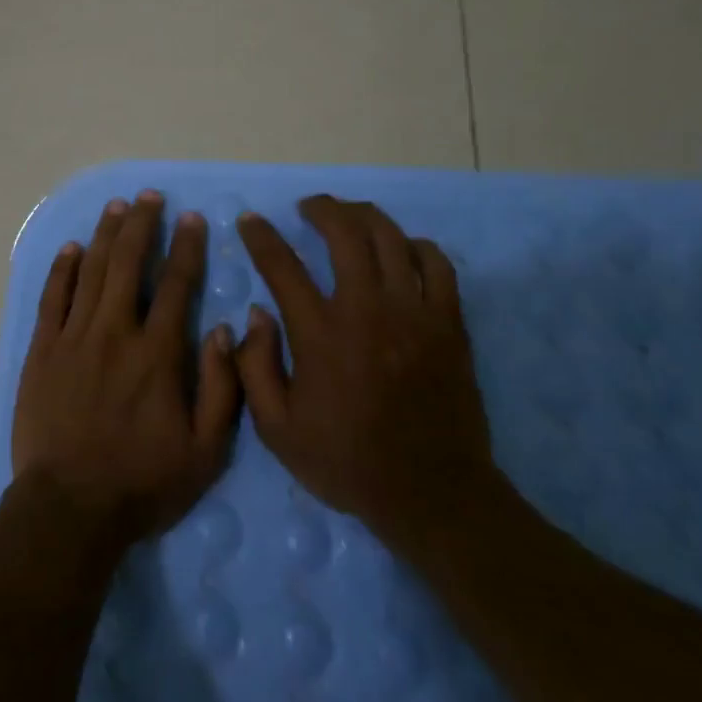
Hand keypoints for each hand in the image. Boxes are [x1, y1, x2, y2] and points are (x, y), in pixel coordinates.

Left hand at [11, 190, 241, 548]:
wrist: (69, 508)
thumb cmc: (142, 482)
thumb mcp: (205, 450)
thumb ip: (221, 386)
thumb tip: (223, 329)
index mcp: (158, 353)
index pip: (177, 284)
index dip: (187, 246)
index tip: (193, 218)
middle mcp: (115, 332)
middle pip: (129, 263)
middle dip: (142, 224)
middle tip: (149, 197)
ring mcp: (73, 337)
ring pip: (91, 271)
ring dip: (105, 235)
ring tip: (116, 207)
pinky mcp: (42, 351)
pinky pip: (52, 297)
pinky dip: (62, 269)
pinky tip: (71, 247)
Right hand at [233, 195, 494, 550]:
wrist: (432, 492)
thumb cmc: (346, 462)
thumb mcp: (276, 430)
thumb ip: (255, 367)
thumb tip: (256, 315)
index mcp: (320, 334)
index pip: (283, 266)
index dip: (262, 237)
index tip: (251, 221)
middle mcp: (367, 310)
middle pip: (346, 232)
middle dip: (322, 209)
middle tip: (308, 208)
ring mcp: (414, 312)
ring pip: (391, 238)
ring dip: (365, 217)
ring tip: (350, 217)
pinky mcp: (449, 323)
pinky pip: (437, 263)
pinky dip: (416, 246)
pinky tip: (402, 249)